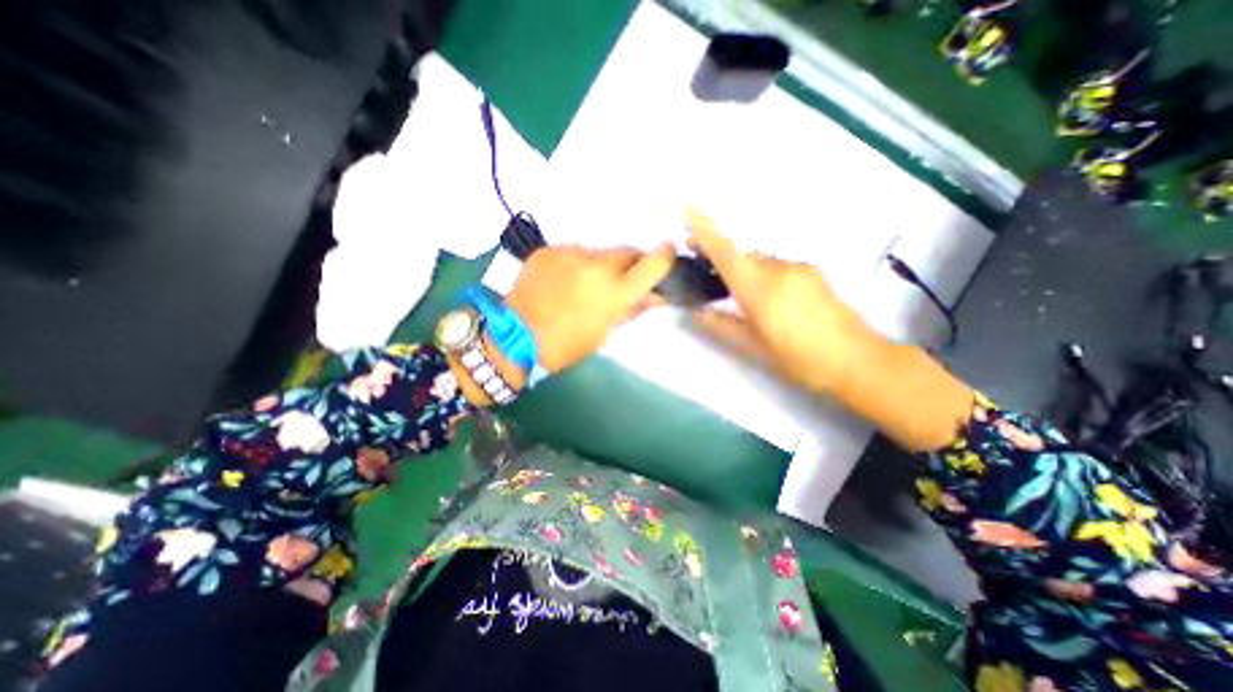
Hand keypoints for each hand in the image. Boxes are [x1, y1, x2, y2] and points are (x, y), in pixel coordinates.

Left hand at [502, 243, 671, 373]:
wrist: (514, 337)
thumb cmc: (566, 345)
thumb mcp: (604, 332)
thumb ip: (631, 309)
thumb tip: (655, 296)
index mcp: (613, 292)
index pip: (652, 264)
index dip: (665, 257)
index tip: (668, 253)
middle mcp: (596, 265)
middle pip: (626, 251)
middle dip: (631, 263)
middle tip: (624, 278)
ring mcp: (570, 253)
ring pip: (599, 252)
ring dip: (601, 265)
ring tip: (586, 283)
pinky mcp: (549, 250)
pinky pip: (574, 252)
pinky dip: (576, 264)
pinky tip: (564, 280)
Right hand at [683, 209, 973, 449]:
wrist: (858, 361)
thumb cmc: (800, 359)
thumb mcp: (753, 348)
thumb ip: (720, 326)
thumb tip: (694, 314)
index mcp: (759, 289)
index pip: (725, 252)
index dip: (704, 229)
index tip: (687, 207)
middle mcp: (778, 269)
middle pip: (742, 256)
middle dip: (723, 262)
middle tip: (709, 279)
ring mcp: (799, 268)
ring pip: (761, 263)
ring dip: (747, 274)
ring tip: (747, 303)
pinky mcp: (813, 272)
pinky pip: (779, 267)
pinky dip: (766, 277)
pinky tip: (773, 303)